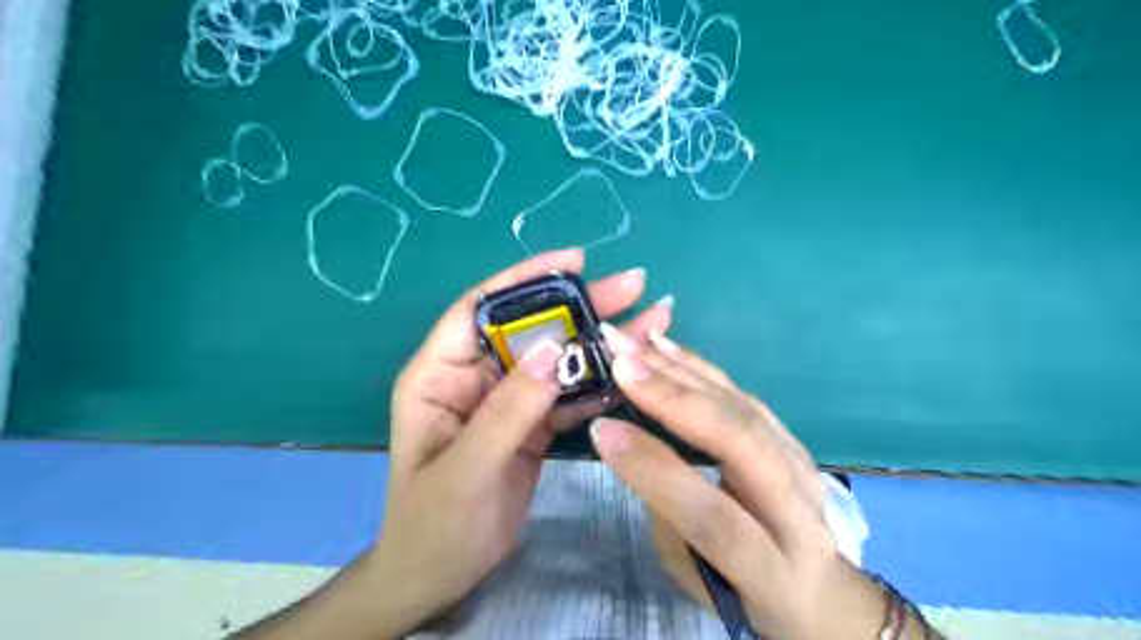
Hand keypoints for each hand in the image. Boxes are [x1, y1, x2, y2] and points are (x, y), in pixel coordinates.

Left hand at [369, 248, 670, 634]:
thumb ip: (508, 409)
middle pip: (531, 329)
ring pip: (557, 360)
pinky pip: (567, 396)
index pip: (481, 308)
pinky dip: (598, 385)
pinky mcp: (531, 424)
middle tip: (632, 286)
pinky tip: (633, 373)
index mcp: (440, 374)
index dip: (525, 279)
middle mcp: (475, 377)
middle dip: (580, 306)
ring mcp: (507, 400)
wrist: (440, 576)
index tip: (575, 262)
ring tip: (650, 322)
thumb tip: (556, 348)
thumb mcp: (465, 468)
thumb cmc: (433, 525)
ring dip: (599, 344)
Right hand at [587, 330, 889, 639]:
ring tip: (634, 345)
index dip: (655, 469)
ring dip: (680, 370)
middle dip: (673, 398)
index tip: (602, 430)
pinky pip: (743, 395)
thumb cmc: (746, 594)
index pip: (712, 514)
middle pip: (739, 442)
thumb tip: (639, 445)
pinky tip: (667, 348)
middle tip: (620, 363)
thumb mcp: (698, 578)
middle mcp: (798, 510)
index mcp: (772, 568)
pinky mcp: (793, 439)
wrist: (821, 591)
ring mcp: (802, 466)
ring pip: (742, 407)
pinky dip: (700, 367)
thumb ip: (671, 515)